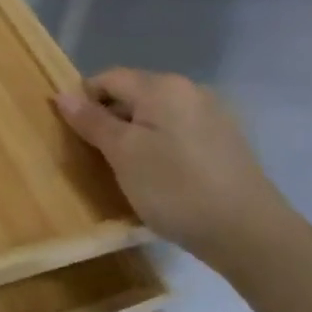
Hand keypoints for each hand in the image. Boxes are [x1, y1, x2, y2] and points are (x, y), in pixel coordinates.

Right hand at [54, 68, 290, 267]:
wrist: (248, 233)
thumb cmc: (174, 188)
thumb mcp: (122, 154)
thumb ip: (92, 121)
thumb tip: (62, 95)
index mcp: (162, 87)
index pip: (108, 78)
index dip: (84, 101)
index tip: (73, 135)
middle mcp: (190, 90)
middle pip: (134, 94)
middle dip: (110, 119)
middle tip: (97, 156)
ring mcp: (213, 115)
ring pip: (156, 115)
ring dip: (135, 135)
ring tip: (127, 170)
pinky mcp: (226, 141)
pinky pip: (178, 132)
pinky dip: (160, 146)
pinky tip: (161, 176)